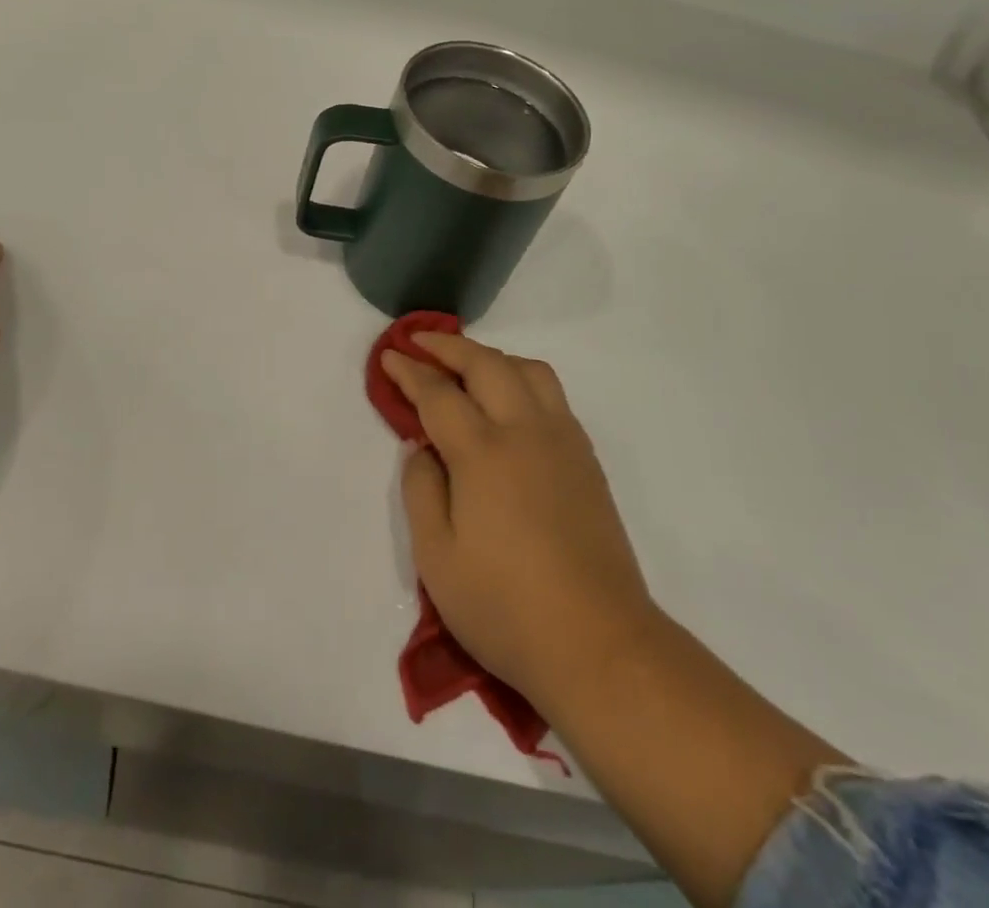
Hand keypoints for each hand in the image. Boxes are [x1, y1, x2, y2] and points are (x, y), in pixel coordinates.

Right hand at [382, 333, 659, 716]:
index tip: (389, 356)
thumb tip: (422, 447)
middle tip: (419, 343)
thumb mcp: (437, 558)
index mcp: (483, 452)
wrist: (599, 644)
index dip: (410, 371)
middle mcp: (526, 431)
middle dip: (448, 346)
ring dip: (491, 357)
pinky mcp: (586, 460)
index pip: (439, 393)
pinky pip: (552, 395)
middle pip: (486, 364)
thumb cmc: (505, 607)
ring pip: (528, 371)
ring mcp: (563, 442)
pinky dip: (521, 379)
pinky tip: (509, 403)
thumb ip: (421, 490)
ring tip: (467, 368)